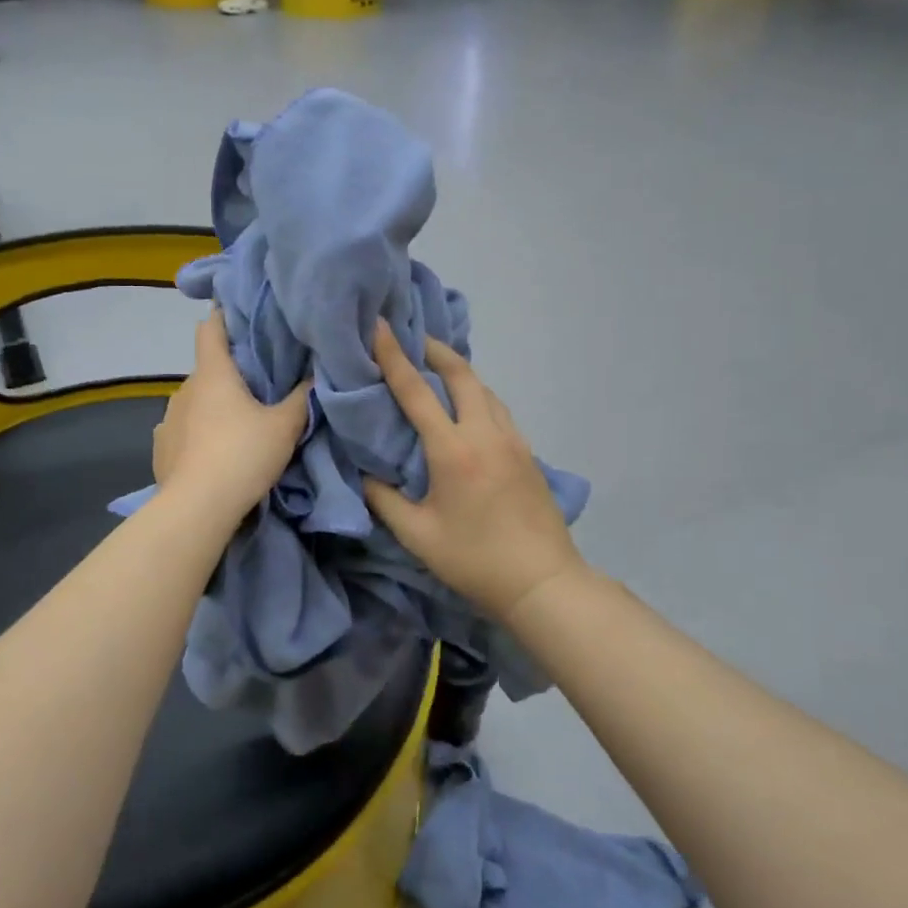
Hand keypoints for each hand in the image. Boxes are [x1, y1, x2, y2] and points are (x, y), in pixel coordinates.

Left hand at [154, 310, 308, 521]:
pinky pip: (182, 431)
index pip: (211, 328)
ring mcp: (168, 419)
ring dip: (212, 407)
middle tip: (258, 385)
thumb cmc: (243, 455)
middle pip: (207, 369)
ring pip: (194, 402)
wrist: (198, 508)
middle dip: (229, 374)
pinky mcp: (161, 449)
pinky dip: (197, 435)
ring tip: (236, 425)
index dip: (224, 317)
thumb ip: (301, 398)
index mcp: (213, 373)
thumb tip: (314, 376)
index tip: (239, 315)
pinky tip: (212, 452)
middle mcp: (185, 389)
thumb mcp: (284, 427)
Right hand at [363, 322, 586, 621]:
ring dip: (458, 372)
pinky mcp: (527, 452)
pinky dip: (476, 395)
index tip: (379, 325)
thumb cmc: (474, 560)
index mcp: (454, 451)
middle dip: (434, 350)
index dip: (394, 355)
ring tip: (434, 370)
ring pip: (484, 389)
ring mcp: (513, 440)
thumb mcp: (417, 535)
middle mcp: (486, 434)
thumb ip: (384, 499)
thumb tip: (364, 472)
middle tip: (410, 339)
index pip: (417, 391)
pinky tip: (465, 409)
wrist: (543, 582)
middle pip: (462, 374)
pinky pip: (497, 409)